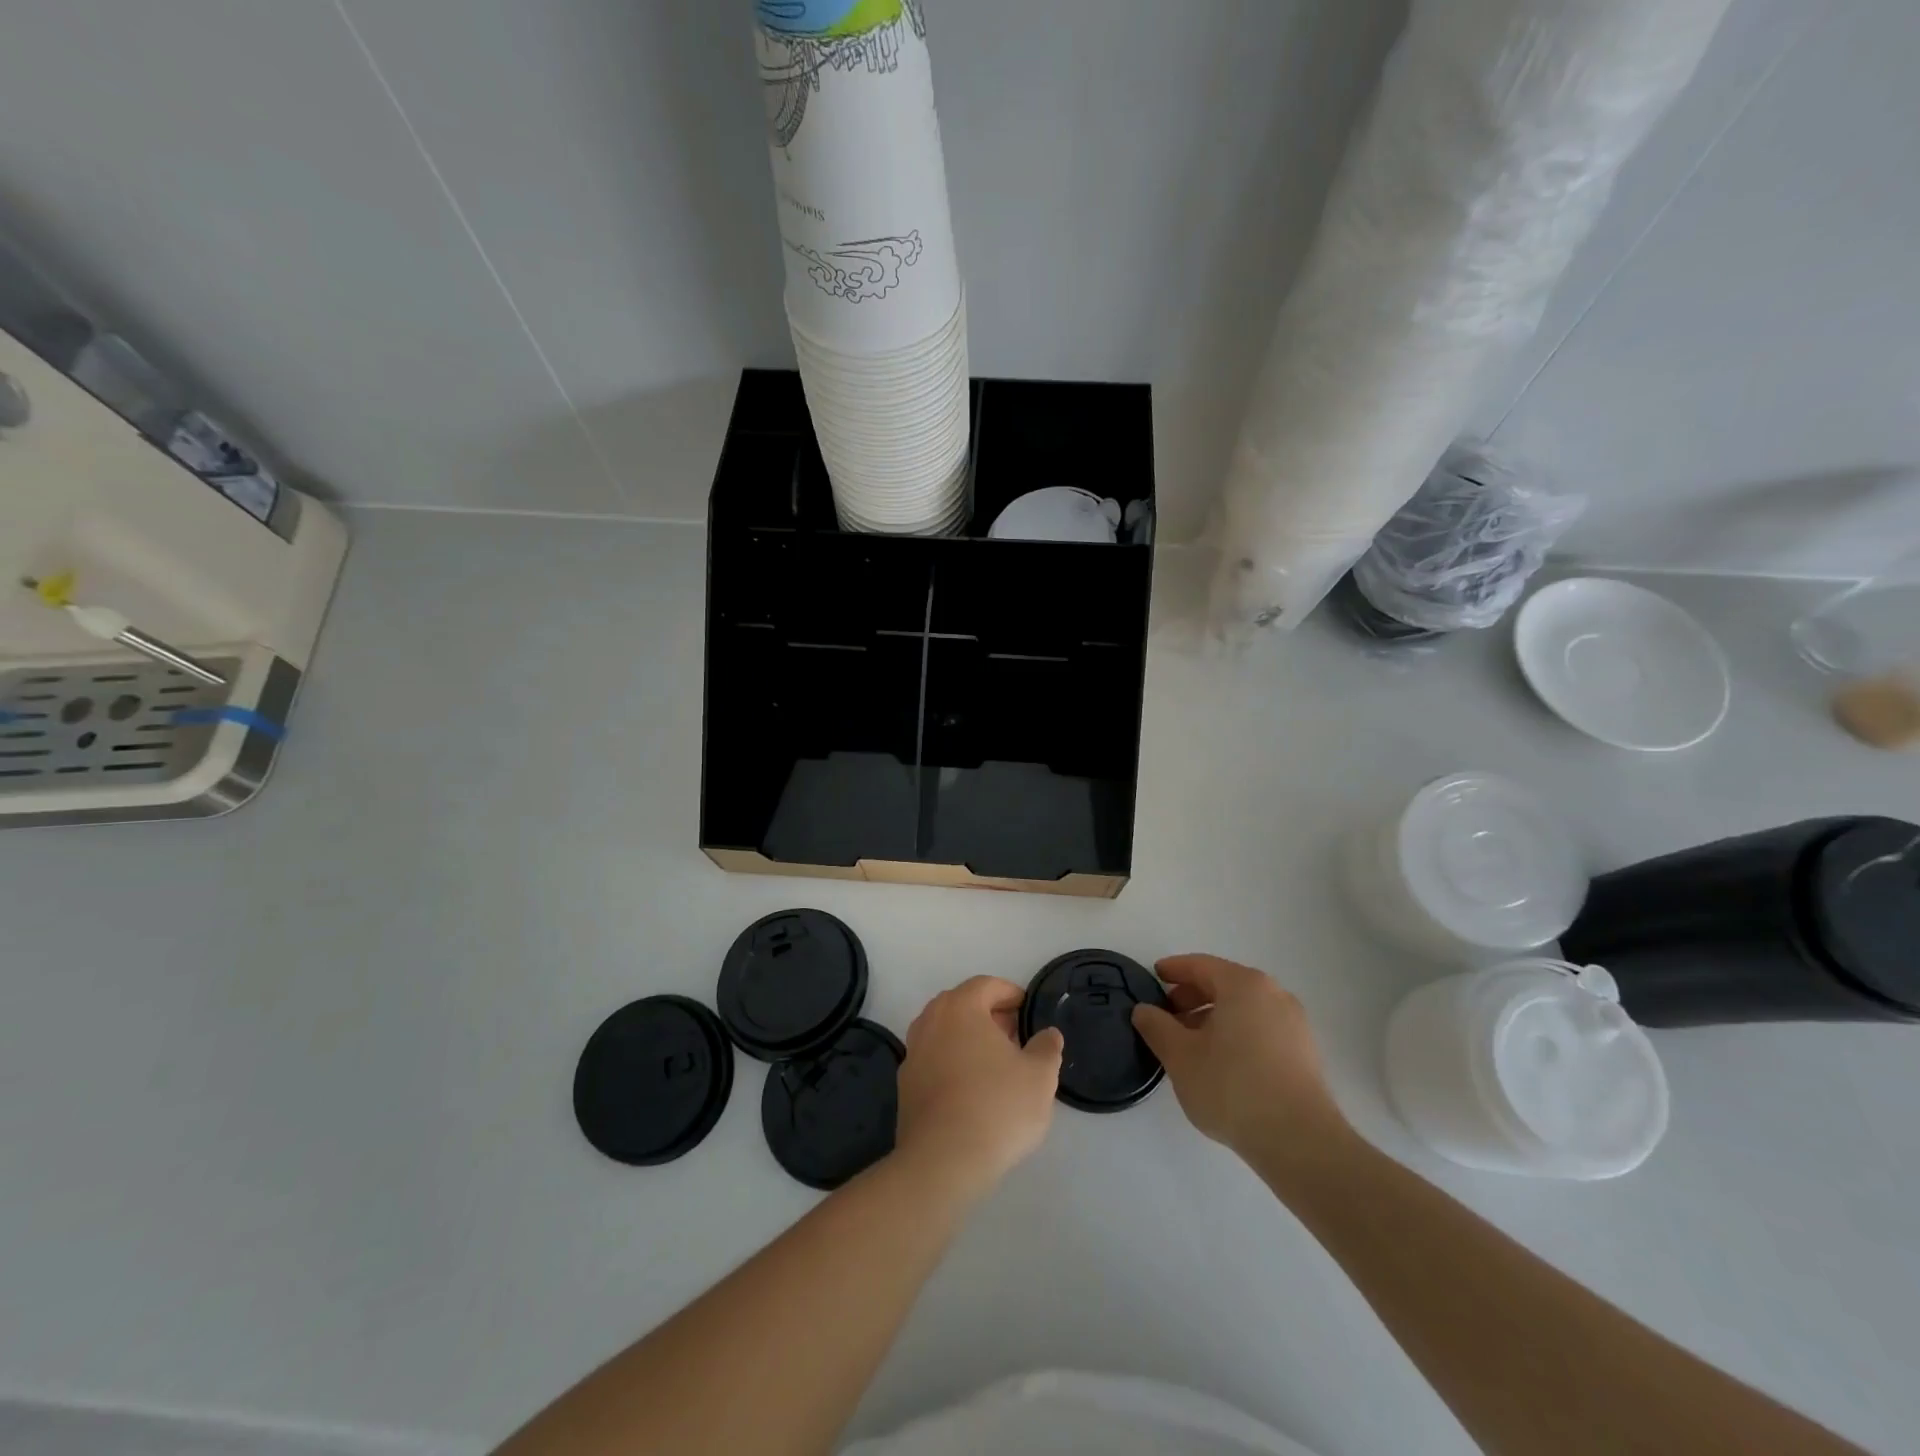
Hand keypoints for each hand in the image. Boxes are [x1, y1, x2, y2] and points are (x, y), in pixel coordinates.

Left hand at [895, 976, 1062, 1202]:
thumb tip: (1048, 1034)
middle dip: (989, 1015)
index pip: (986, 985)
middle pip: (962, 1005)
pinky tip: (971, 1089)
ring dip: (969, 1039)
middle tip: (1014, 1036)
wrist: (942, 1161)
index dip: (1010, 994)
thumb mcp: (1039, 1076)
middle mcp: (931, 1020)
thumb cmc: (996, 1107)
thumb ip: (1046, 1048)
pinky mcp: (905, 1084)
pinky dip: (952, 1062)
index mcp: (961, 1007)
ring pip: (945, 1032)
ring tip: (995, 1063)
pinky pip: (934, 1059)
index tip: (1027, 1011)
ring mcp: (913, 1052)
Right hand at [1132, 954, 1348, 1166]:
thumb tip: (1144, 1010)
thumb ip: (1157, 1026)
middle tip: (1167, 1015)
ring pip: (1244, 1009)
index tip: (1154, 976)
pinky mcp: (1305, 1054)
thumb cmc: (1232, 1087)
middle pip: (1224, 984)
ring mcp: (1294, 1024)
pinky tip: (1221, 1063)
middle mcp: (1274, 995)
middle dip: (1192, 996)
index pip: (1201, 965)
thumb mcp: (1180, 1056)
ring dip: (1213, 1018)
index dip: (1174, 969)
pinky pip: (1261, 1029)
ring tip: (1191, 1044)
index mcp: (1243, 985)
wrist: (1300, 1141)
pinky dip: (1236, 1034)